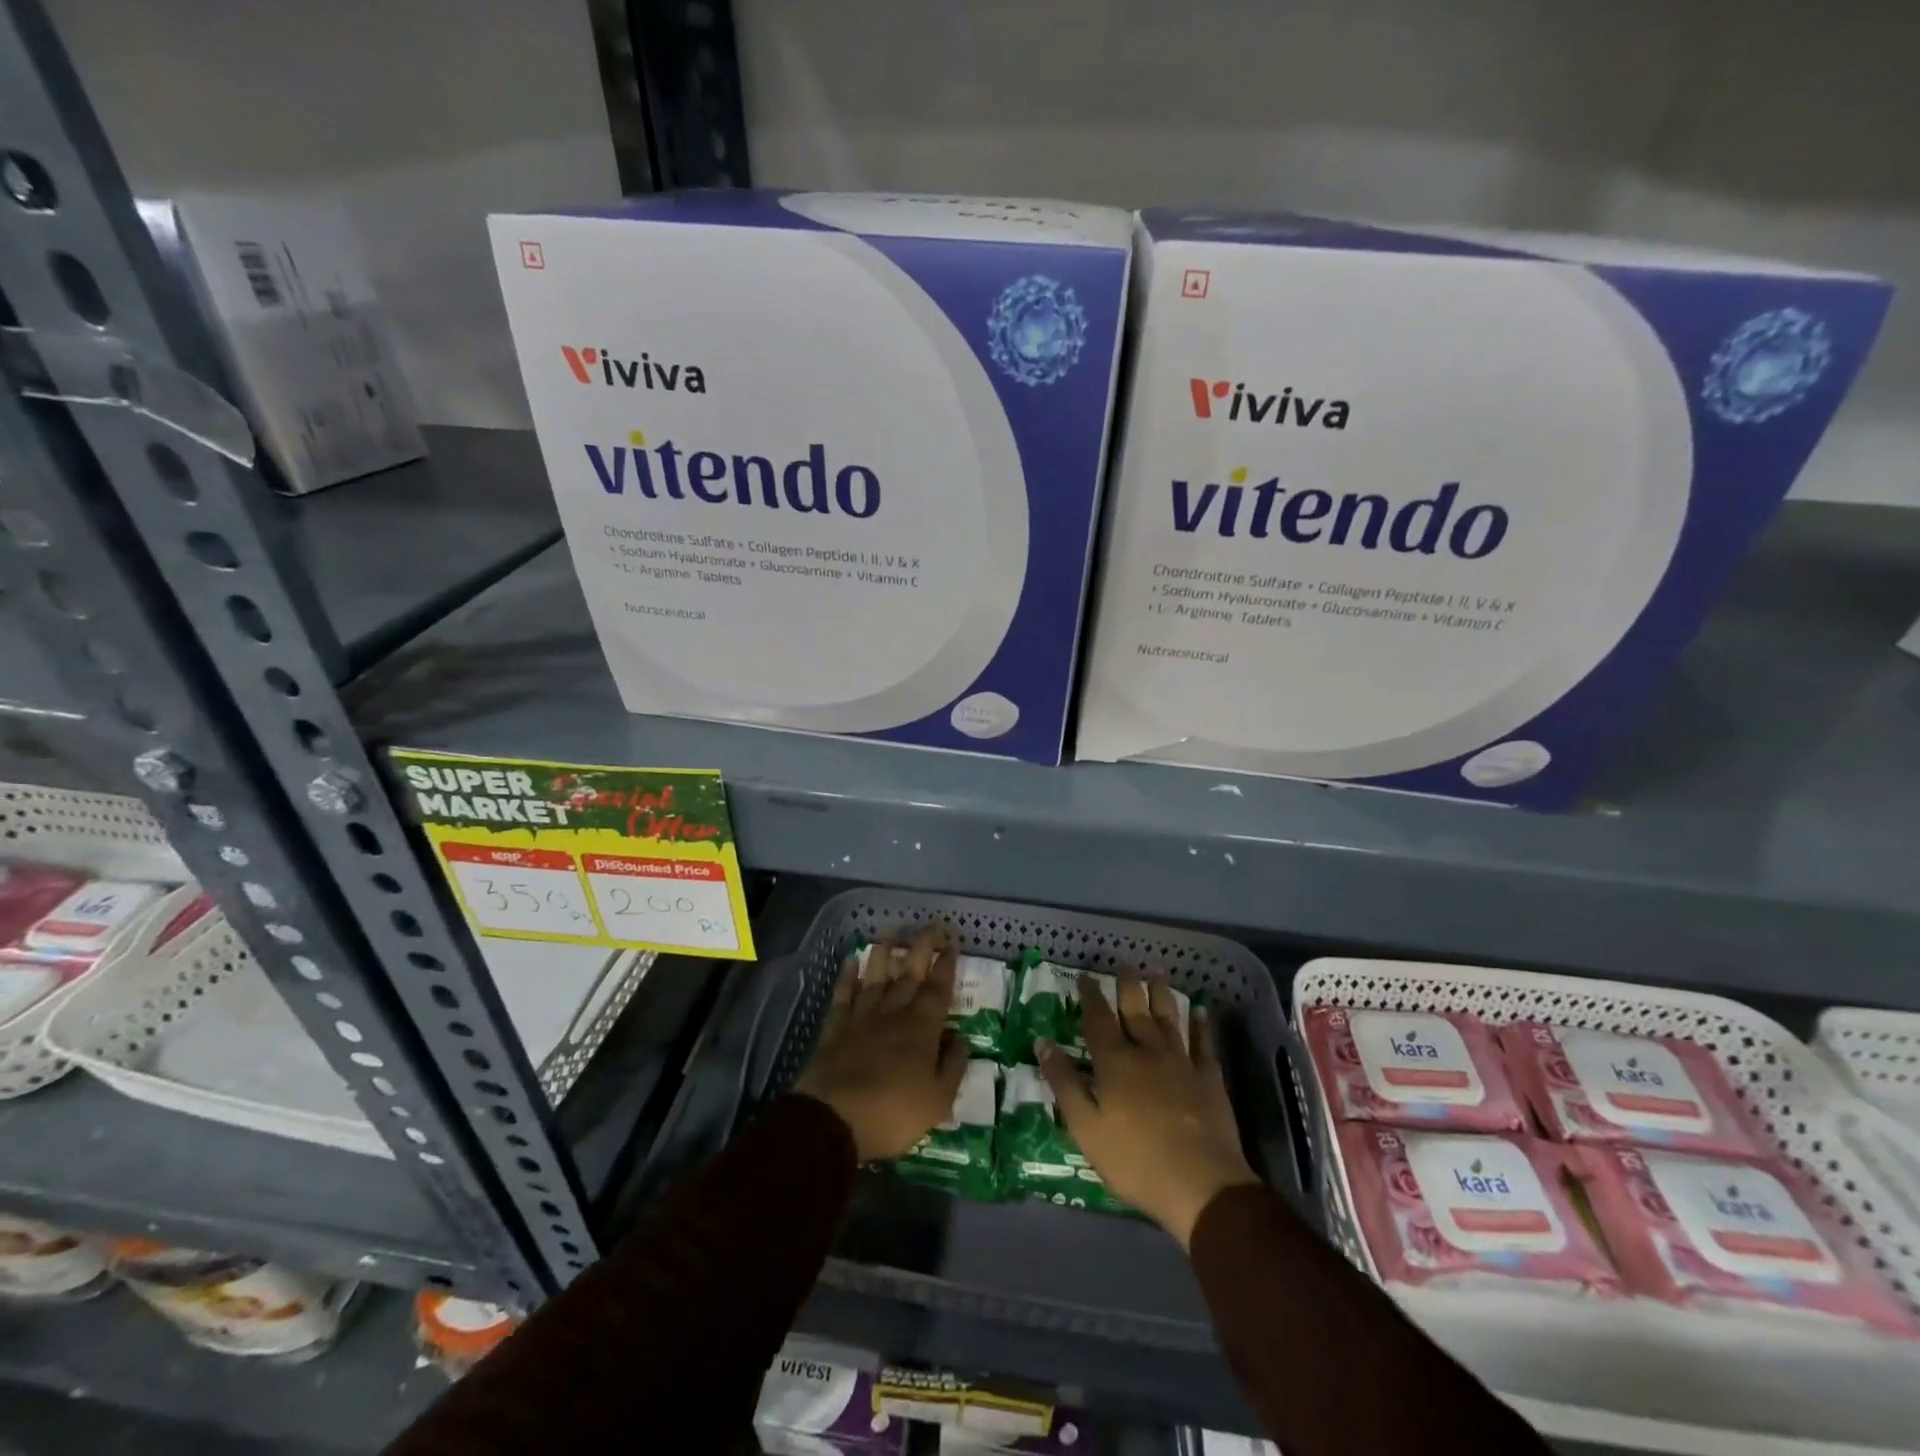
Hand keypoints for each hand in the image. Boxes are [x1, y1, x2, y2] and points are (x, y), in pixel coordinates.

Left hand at [794, 924, 968, 1162]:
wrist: (834, 1120)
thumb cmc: (893, 1113)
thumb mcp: (939, 1100)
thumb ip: (953, 1065)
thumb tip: (962, 1038)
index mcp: (922, 1028)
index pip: (939, 988)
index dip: (947, 965)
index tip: (953, 943)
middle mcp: (894, 1013)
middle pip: (910, 973)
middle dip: (922, 947)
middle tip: (932, 925)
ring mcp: (862, 1017)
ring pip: (876, 977)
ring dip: (884, 953)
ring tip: (891, 932)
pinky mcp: (835, 1028)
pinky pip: (843, 995)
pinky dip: (847, 977)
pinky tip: (851, 961)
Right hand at [1039, 972, 1257, 1246]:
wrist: (1202, 1185)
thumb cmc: (1135, 1160)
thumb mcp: (1087, 1128)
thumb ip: (1065, 1084)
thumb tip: (1043, 1042)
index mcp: (1115, 1062)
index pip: (1098, 1019)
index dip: (1090, 995)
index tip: (1084, 976)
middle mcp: (1147, 1051)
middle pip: (1135, 1010)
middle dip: (1127, 985)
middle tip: (1124, 964)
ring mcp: (1182, 1062)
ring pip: (1169, 1017)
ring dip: (1161, 993)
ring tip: (1156, 972)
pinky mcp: (1209, 1078)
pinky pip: (1204, 1043)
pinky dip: (1201, 1025)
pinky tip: (1201, 1011)